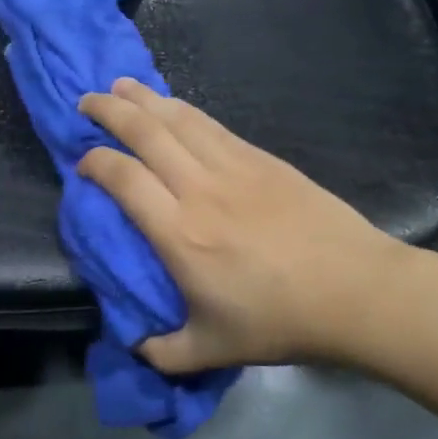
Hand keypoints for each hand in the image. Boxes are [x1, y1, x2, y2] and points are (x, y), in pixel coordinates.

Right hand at [76, 79, 408, 372]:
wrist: (354, 290)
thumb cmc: (280, 320)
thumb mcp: (213, 351)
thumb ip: (165, 352)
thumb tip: (136, 347)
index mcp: (179, 234)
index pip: (123, 178)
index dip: (95, 162)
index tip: (82, 162)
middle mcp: (199, 188)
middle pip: (145, 132)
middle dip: (110, 110)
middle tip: (86, 100)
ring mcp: (234, 166)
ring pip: (179, 118)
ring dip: (145, 98)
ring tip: (121, 86)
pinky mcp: (262, 158)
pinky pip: (212, 125)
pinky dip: (184, 109)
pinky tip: (173, 106)